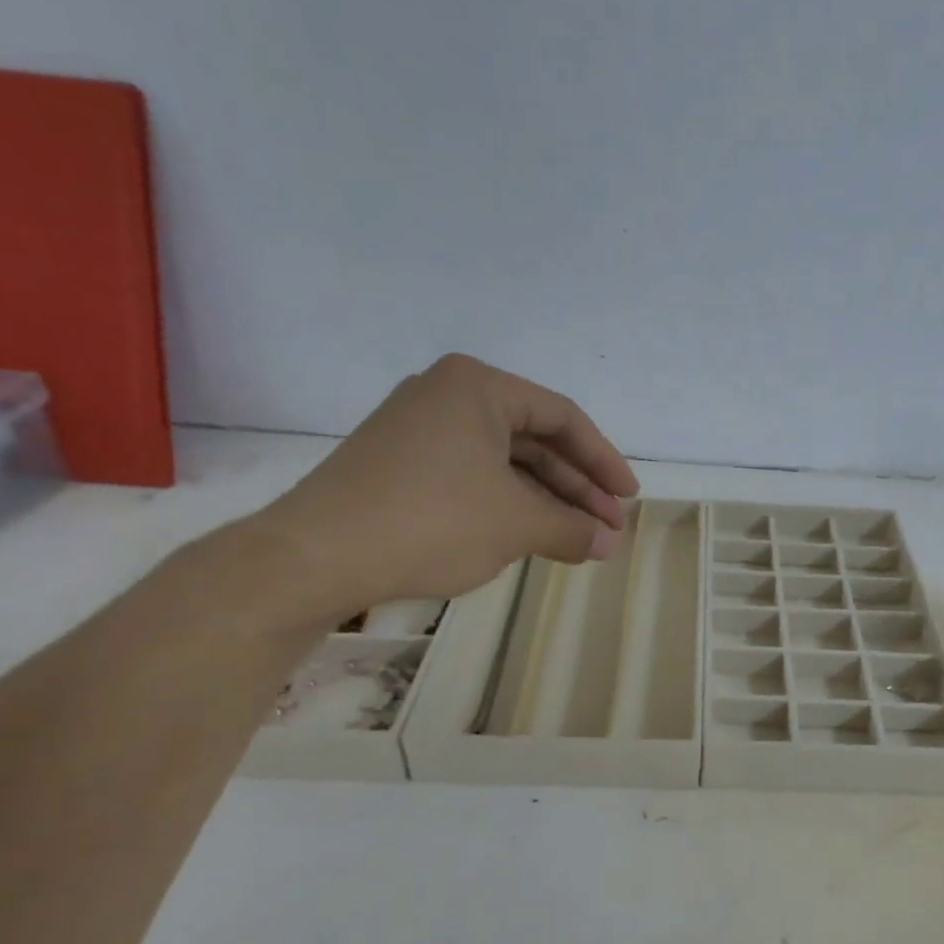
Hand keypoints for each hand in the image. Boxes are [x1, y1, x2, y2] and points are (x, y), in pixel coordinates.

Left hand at [244, 355, 638, 620]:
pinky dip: (507, 504)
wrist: (316, 557)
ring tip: (577, 539)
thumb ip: (570, 528)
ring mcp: (418, 429)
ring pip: (503, 462)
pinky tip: (530, 535)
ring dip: (545, 501)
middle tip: (605, 528)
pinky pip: (472, 476)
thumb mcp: (516, 524)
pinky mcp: (399, 465)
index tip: (627, 499)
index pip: (562, 417)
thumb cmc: (431, 522)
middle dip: (576, 487)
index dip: (603, 461)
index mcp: (477, 387)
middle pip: (533, 439)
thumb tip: (606, 544)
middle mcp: (446, 395)